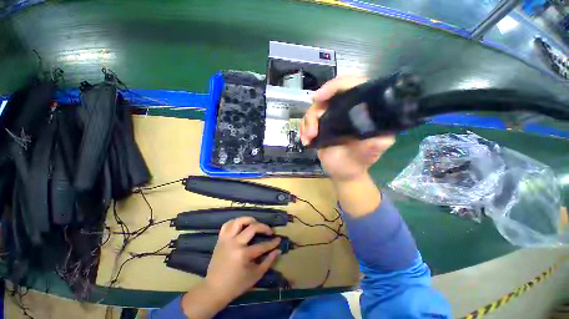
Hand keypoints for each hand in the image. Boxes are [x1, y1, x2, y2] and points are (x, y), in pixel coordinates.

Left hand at [205, 217, 281, 300]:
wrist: (214, 289)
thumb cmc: (236, 284)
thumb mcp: (255, 276)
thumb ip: (268, 262)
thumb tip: (278, 250)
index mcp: (243, 255)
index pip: (262, 245)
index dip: (272, 243)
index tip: (278, 239)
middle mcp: (235, 244)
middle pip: (252, 228)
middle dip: (264, 227)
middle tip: (269, 231)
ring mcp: (226, 240)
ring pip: (239, 221)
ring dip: (249, 220)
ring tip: (256, 223)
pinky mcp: (220, 239)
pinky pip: (227, 225)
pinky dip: (235, 222)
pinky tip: (241, 225)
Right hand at [300, 75, 395, 181]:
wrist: (343, 172)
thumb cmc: (357, 162)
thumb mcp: (368, 155)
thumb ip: (375, 146)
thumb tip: (378, 137)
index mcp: (363, 111)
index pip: (352, 85)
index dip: (334, 87)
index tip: (318, 98)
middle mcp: (347, 110)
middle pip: (327, 97)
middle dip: (315, 113)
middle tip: (312, 132)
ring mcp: (332, 117)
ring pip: (314, 109)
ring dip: (308, 124)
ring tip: (308, 139)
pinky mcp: (321, 125)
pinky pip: (308, 119)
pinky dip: (303, 128)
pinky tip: (306, 140)